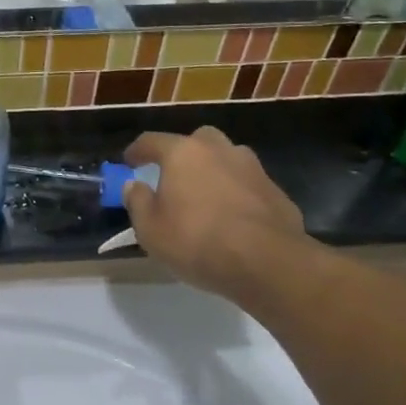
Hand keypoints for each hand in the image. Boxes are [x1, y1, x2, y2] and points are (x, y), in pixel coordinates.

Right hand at [120, 128, 309, 300]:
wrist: (268, 263)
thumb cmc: (198, 241)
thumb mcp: (151, 231)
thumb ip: (137, 203)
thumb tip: (133, 185)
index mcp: (183, 153)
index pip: (152, 141)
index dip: (137, 151)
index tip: (129, 162)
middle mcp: (218, 150)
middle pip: (197, 141)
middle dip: (185, 154)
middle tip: (176, 177)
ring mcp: (252, 168)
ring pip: (228, 159)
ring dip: (216, 172)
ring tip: (209, 198)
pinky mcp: (276, 192)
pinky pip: (250, 186)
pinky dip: (240, 196)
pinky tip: (237, 220)